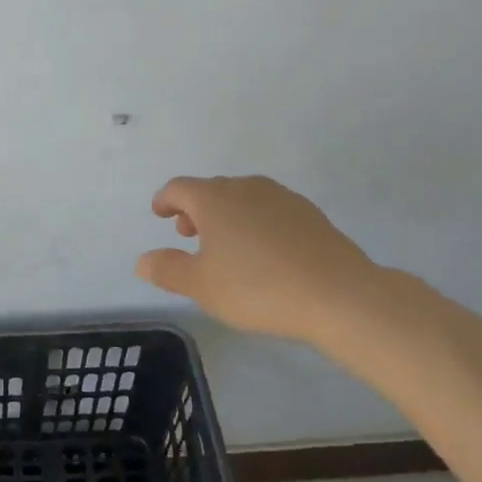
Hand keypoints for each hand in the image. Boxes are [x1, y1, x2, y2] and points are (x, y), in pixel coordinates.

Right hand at [135, 175, 381, 342]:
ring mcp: (282, 197)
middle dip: (195, 208)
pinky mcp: (310, 214)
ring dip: (226, 215)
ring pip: (243, 198)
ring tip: (225, 245)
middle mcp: (246, 188)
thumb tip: (143, 260)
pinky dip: (255, 222)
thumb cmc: (256, 287)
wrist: (338, 294)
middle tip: (189, 234)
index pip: (179, 188)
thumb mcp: (201, 286)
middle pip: (212, 189)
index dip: (165, 200)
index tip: (159, 213)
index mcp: (214, 199)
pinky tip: (263, 251)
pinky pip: (270, 210)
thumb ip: (167, 269)